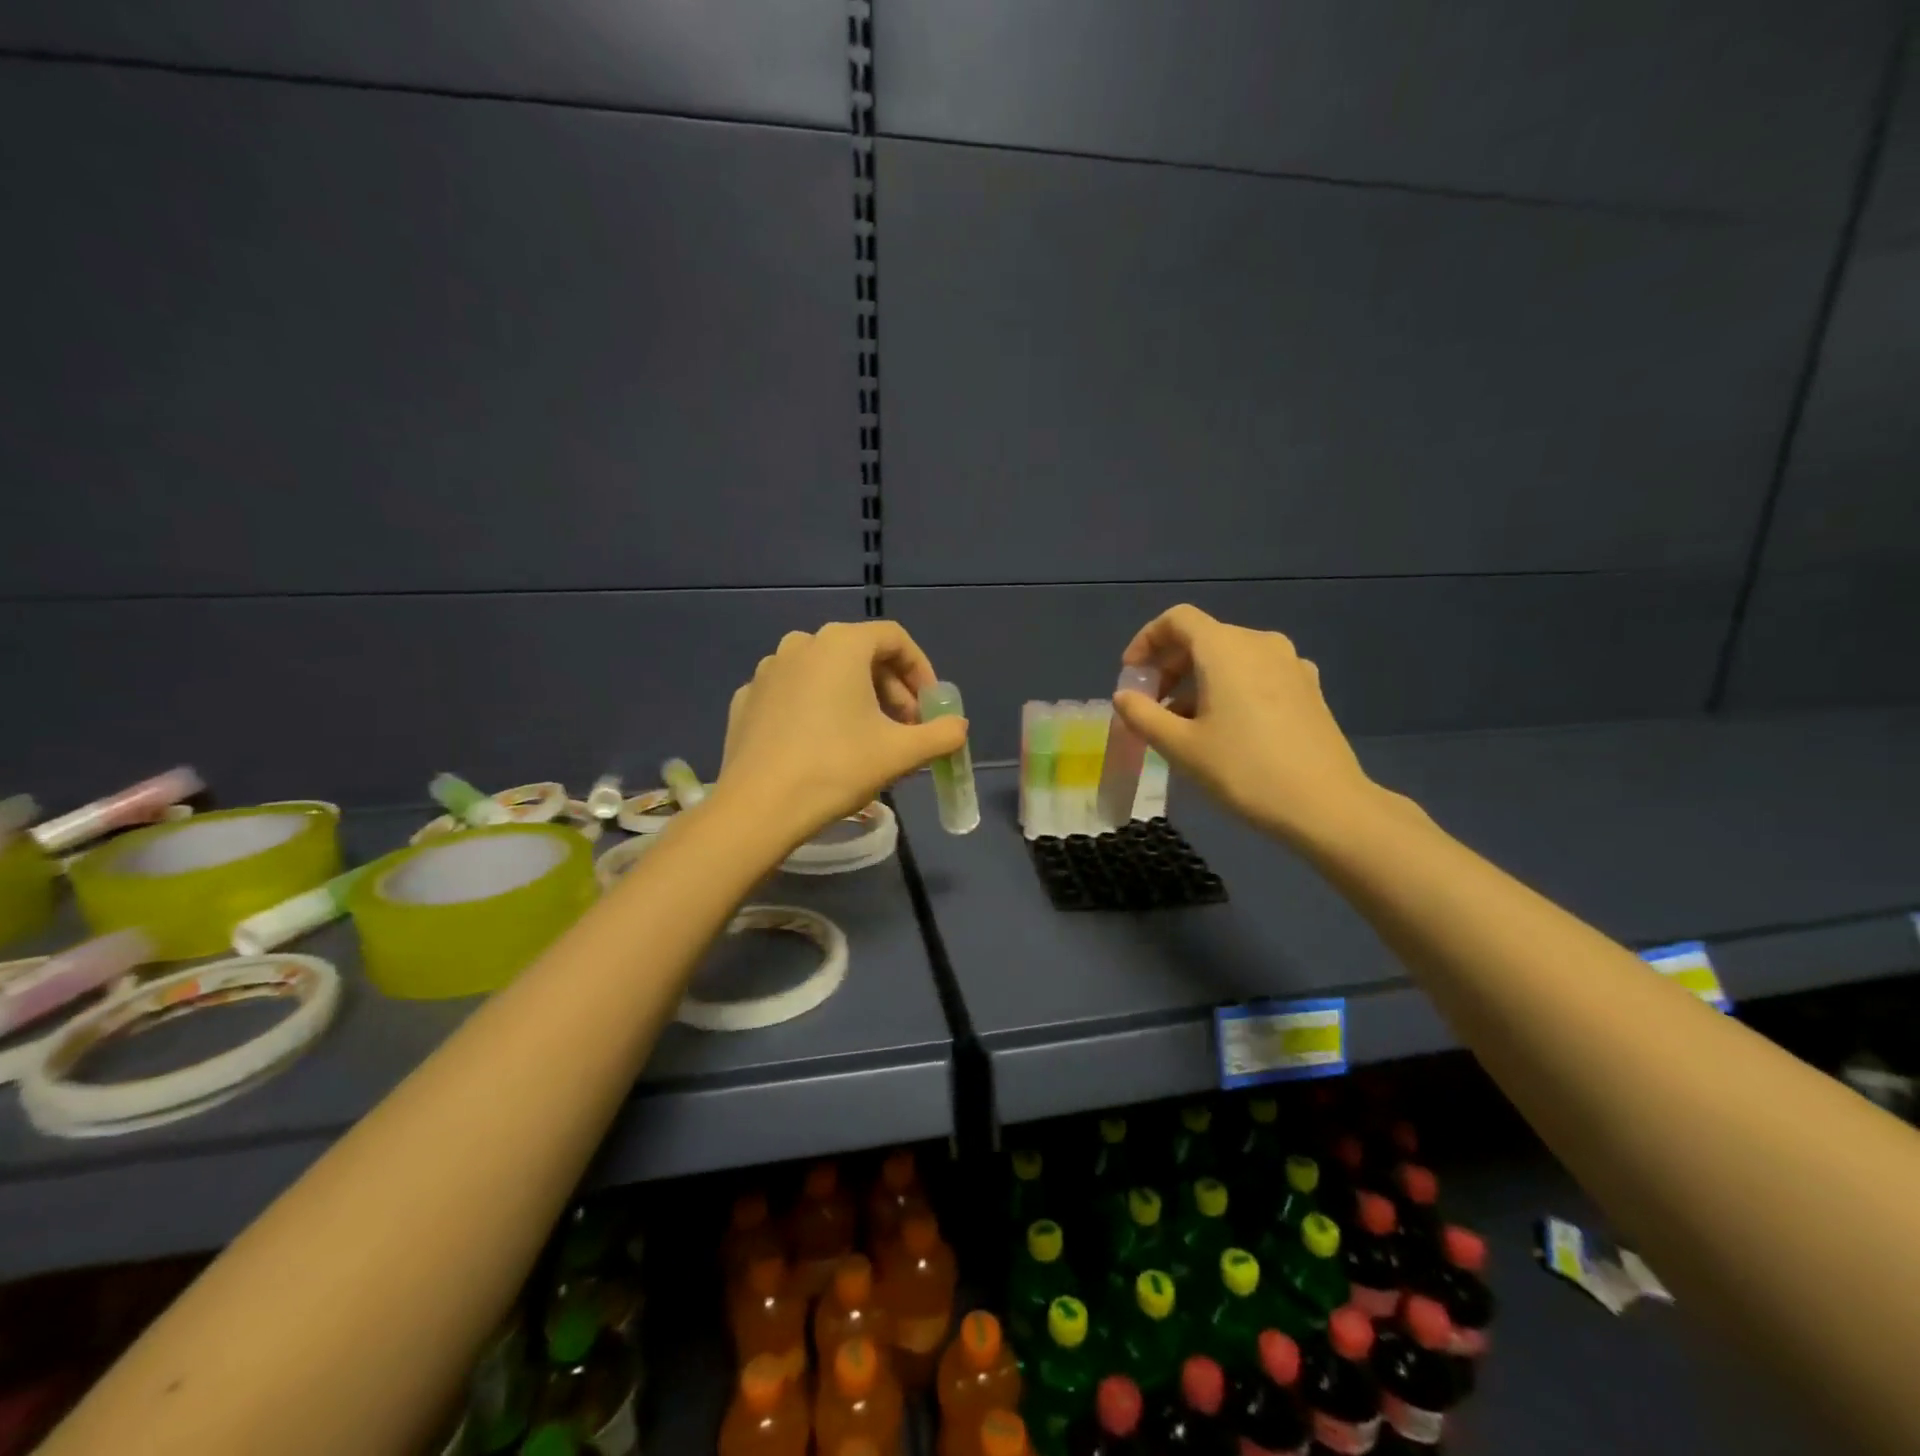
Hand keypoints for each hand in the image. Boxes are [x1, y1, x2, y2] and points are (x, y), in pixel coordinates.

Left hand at [715, 621, 967, 845]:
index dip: (921, 670)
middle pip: (860, 654)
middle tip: (905, 727)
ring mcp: (768, 671)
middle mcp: (802, 644)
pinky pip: (794, 694)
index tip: (930, 706)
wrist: (759, 807)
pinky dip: (817, 709)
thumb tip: (959, 728)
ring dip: (855, 697)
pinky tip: (822, 745)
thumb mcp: (901, 753)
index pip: (895, 639)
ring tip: (867, 738)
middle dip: (891, 688)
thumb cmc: (837, 768)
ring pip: (825, 673)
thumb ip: (941, 734)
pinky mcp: (747, 699)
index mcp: (841, 644)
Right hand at [1112, 604, 1380, 844]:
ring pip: (1230, 657)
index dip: (1146, 640)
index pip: (1177, 620)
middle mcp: (1260, 644)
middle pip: (1203, 637)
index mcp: (1225, 649)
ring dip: (1198, 680)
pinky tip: (1226, 728)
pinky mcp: (1308, 688)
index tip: (1132, 675)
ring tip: (1184, 723)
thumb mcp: (1180, 747)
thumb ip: (1143, 715)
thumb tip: (1124, 696)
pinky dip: (1230, 688)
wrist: (1326, 805)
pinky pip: (1256, 674)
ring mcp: (1290, 664)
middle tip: (1151, 705)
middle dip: (1169, 666)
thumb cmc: (1244, 771)